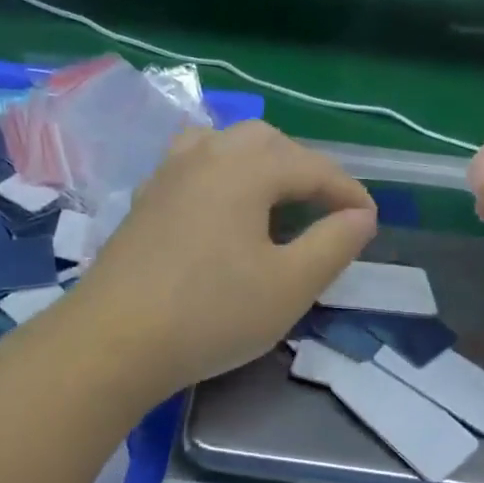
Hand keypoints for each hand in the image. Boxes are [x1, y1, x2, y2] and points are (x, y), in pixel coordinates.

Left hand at [71, 121, 376, 396]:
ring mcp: (166, 177)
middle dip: (302, 168)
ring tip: (270, 198)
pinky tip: (217, 212)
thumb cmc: (212, 313)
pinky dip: (218, 177)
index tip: (369, 221)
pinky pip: (190, 168)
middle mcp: (204, 157)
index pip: (312, 167)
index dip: (347, 192)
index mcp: (246, 169)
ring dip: (256, 163)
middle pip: (265, 141)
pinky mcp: (142, 203)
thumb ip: (334, 244)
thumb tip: (361, 216)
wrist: (114, 340)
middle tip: (322, 208)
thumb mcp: (290, 286)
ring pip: (220, 145)